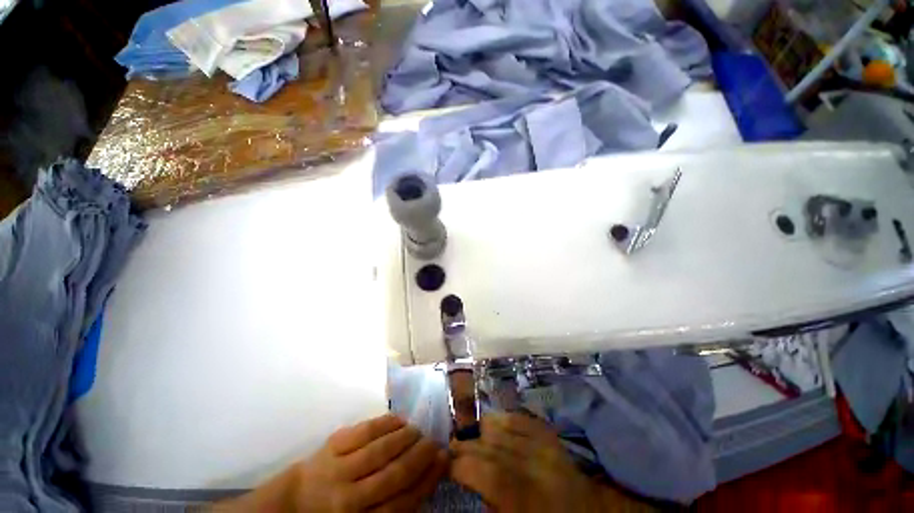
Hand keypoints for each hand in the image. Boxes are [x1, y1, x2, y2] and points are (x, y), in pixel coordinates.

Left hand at [217, 414, 447, 511]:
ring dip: (406, 437)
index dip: (427, 480)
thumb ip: (393, 504)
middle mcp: (350, 498)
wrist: (295, 499)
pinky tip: (400, 420)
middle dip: (421, 456)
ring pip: (382, 448)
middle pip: (395, 474)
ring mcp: (339, 467)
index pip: (403, 502)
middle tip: (435, 442)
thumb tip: (426, 477)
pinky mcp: (332, 444)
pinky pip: (366, 429)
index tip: (444, 461)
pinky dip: (387, 422)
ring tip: (418, 431)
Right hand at [450, 413, 651, 512]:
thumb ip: (492, 502)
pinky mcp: (552, 437)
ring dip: (482, 429)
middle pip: (494, 445)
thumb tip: (469, 478)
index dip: (463, 464)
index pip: (489, 472)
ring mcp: (547, 446)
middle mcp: (538, 466)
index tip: (447, 464)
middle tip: (452, 447)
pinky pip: (523, 419)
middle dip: (468, 444)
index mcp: (529, 497)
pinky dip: (504, 418)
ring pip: (505, 427)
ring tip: (469, 435)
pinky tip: (493, 423)